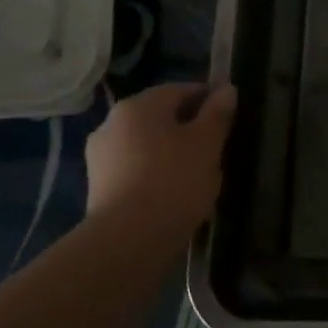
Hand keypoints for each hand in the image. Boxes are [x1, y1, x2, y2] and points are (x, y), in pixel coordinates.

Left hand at [85, 83, 237, 243]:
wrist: (129, 239)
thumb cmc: (175, 181)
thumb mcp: (207, 144)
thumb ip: (217, 114)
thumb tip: (226, 89)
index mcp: (139, 105)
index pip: (180, 90)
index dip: (208, 99)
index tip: (229, 117)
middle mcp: (112, 123)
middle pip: (160, 117)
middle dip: (188, 128)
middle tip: (216, 149)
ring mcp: (100, 156)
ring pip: (147, 144)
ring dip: (171, 152)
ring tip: (197, 175)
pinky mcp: (98, 187)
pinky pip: (135, 169)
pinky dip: (155, 173)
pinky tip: (173, 194)